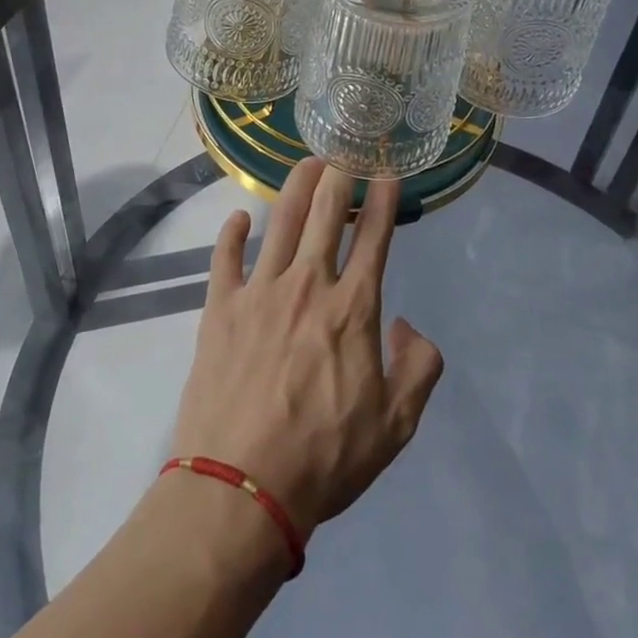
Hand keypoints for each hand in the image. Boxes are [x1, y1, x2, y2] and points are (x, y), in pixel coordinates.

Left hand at [170, 159, 444, 537]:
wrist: (241, 487)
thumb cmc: (325, 458)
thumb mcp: (396, 426)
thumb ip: (418, 368)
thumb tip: (406, 324)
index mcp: (353, 308)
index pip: (374, 238)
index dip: (384, 200)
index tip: (388, 172)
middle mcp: (307, 285)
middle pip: (324, 214)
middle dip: (337, 176)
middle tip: (343, 151)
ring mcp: (259, 292)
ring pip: (280, 222)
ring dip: (294, 187)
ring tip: (304, 163)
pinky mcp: (219, 308)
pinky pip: (225, 258)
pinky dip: (232, 233)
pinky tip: (238, 218)